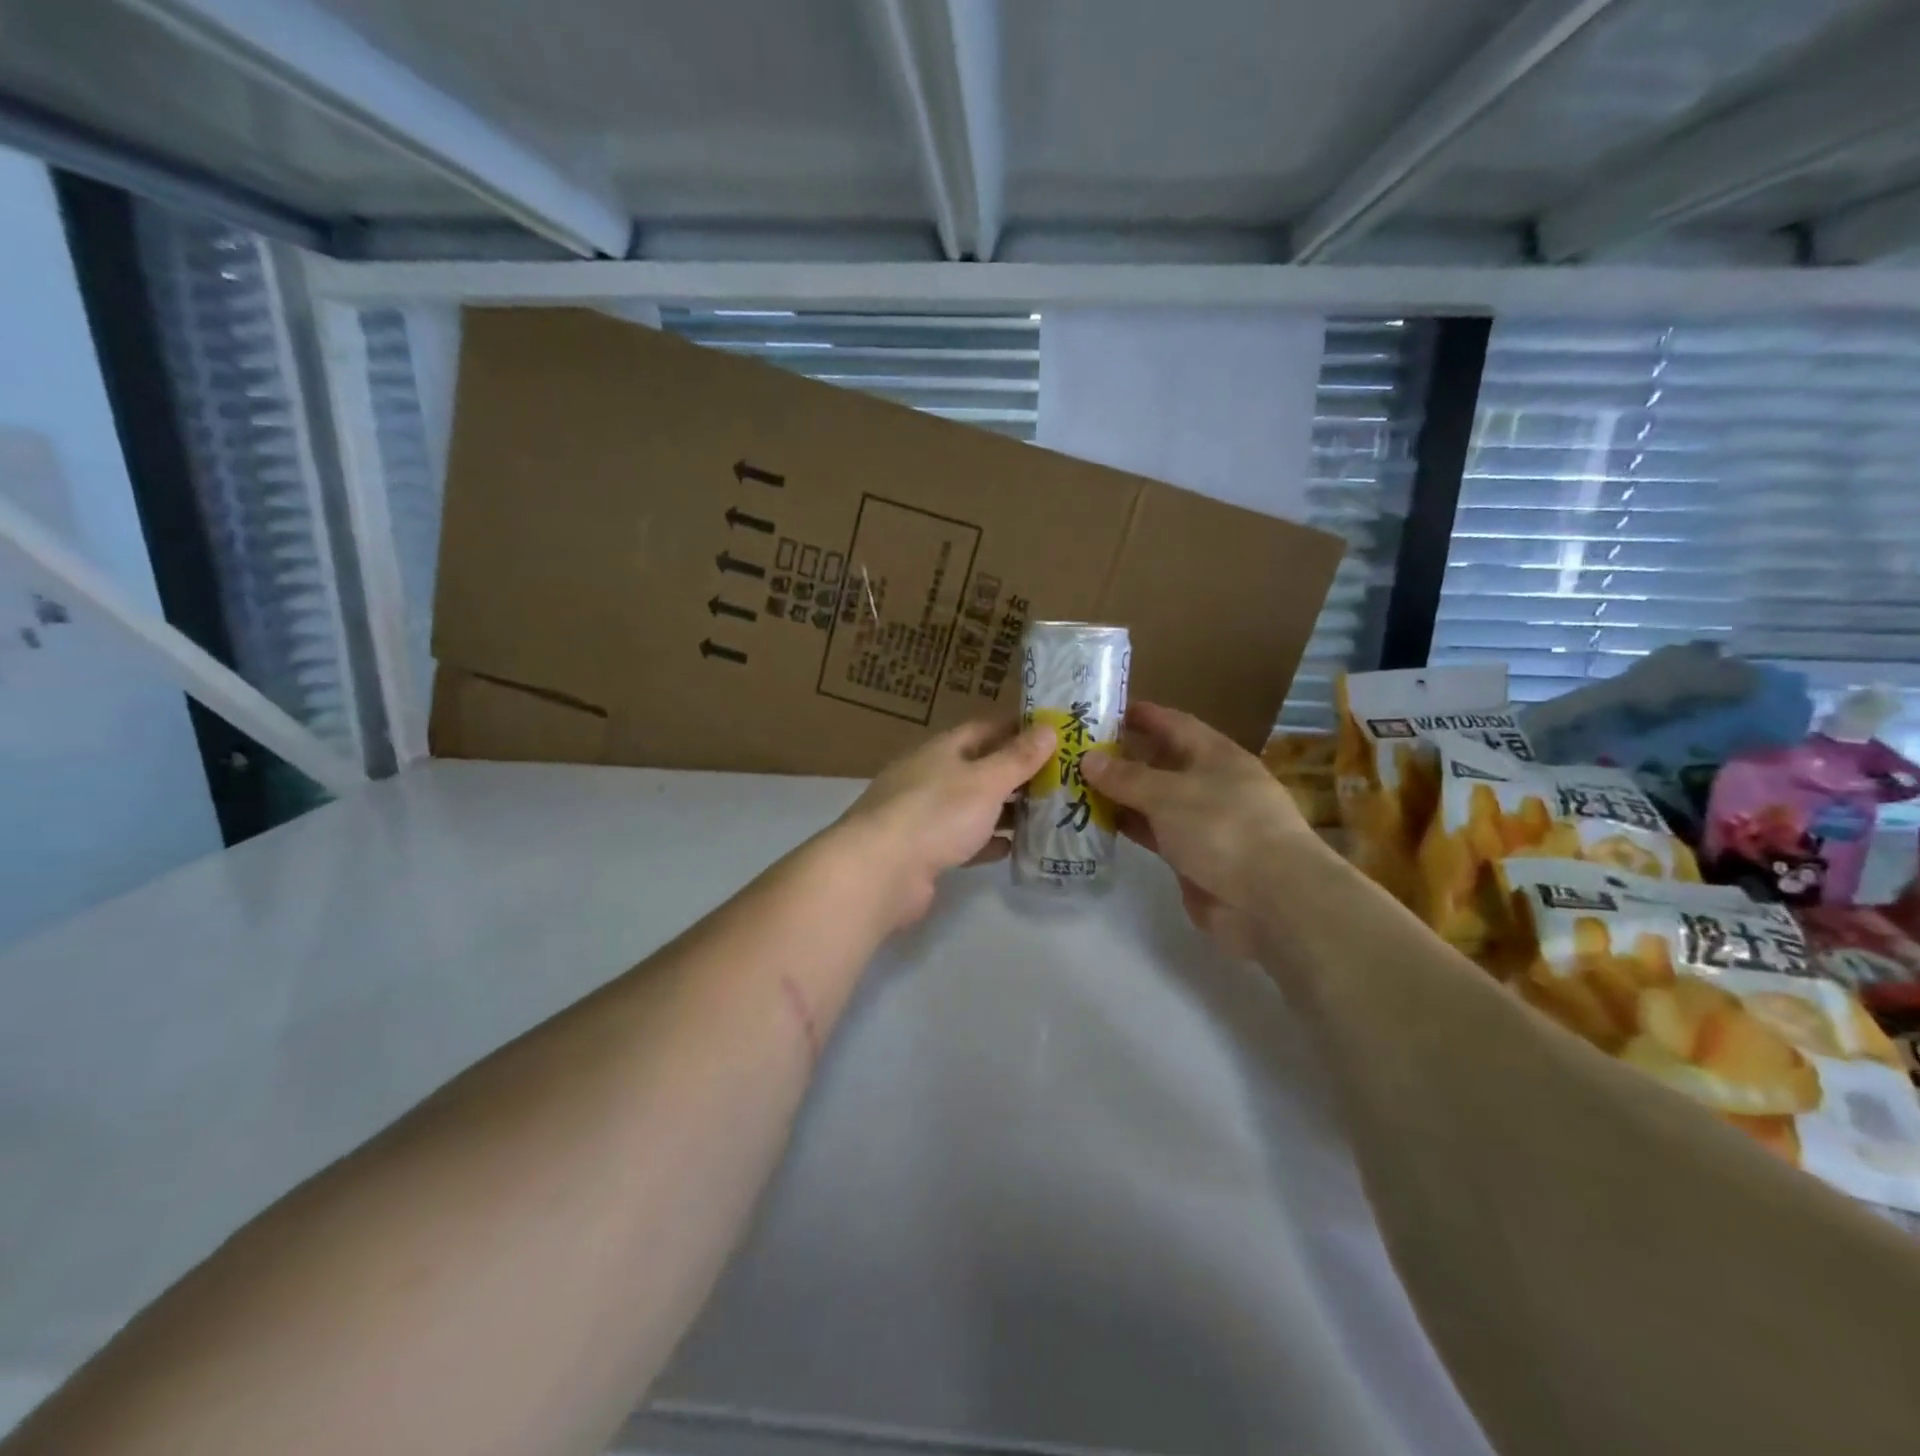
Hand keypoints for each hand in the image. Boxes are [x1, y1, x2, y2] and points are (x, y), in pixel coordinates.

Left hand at [832, 718, 1056, 929]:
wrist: (880, 871)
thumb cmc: (936, 813)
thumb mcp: (985, 781)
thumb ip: (1018, 758)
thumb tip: (1049, 728)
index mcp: (943, 750)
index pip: (986, 729)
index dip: (1019, 730)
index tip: (1055, 736)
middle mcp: (931, 776)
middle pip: (981, 768)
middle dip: (1017, 774)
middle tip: (1061, 780)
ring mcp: (925, 815)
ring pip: (974, 806)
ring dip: (1005, 810)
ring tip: (1047, 815)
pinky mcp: (925, 851)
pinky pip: (964, 841)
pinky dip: (987, 842)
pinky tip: (1013, 848)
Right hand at [1081, 702, 1319, 953]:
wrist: (1270, 900)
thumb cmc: (1223, 828)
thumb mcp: (1169, 794)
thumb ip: (1126, 777)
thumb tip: (1088, 758)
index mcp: (1215, 755)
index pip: (1174, 724)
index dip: (1142, 715)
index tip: (1103, 711)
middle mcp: (1210, 783)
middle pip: (1161, 762)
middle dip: (1123, 756)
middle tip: (1076, 752)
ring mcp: (1203, 823)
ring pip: (1154, 800)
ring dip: (1120, 794)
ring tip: (1075, 786)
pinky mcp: (1193, 857)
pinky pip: (1154, 833)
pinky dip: (1129, 827)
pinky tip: (1097, 823)